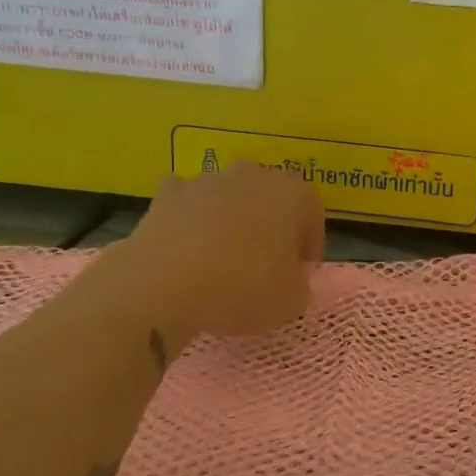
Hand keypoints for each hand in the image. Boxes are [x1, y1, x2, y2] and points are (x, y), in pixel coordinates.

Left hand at [77, 163, 324, 352]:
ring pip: (228, 199)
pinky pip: (187, 205)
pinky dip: (190, 222)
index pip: (312, 211)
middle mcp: (251, 175)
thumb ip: (298, 283)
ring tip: (223, 263)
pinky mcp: (166, 196)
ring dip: (231, 223)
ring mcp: (205, 181)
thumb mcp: (292, 300)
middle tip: (266, 265)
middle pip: (269, 198)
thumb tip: (287, 277)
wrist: (163, 287)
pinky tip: (187, 251)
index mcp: (291, 192)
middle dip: (271, 227)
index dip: (310, 244)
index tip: (301, 272)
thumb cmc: (243, 287)